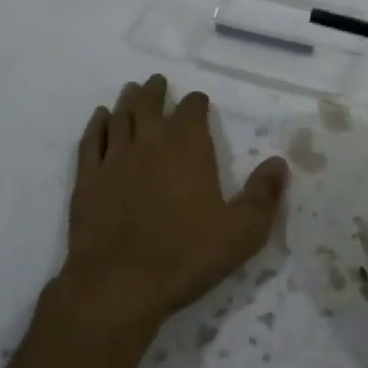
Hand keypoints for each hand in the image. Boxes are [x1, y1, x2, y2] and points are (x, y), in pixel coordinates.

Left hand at [56, 75, 288, 342]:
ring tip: (132, 90)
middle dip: (156, 91)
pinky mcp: (87, 180)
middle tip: (158, 82)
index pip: (192, 109)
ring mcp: (114, 159)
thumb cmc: (186, 256)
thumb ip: (264, 195)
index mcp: (188, 149)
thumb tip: (279, 162)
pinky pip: (91, 141)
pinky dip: (97, 124)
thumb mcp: (242, 232)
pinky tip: (100, 118)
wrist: (119, 285)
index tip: (199, 102)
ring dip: (128, 100)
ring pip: (120, 117)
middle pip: (150, 104)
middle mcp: (150, 143)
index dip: (197, 103)